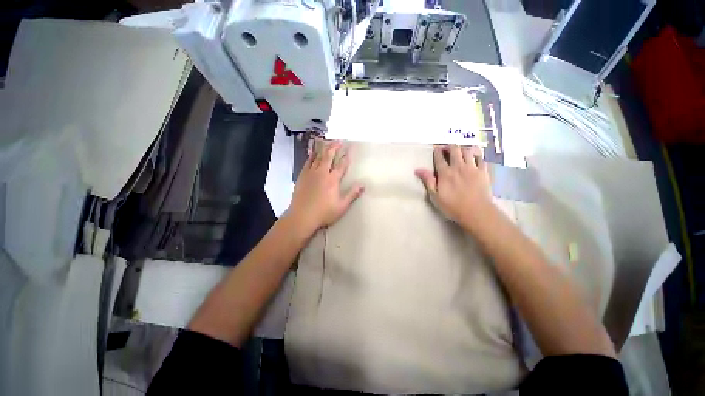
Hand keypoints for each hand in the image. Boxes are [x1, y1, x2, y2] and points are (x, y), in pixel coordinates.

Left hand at [287, 140, 364, 234]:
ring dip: (324, 148)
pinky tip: (313, 152)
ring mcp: (311, 173)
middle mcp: (322, 173)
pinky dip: (311, 155)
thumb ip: (352, 194)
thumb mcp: (342, 206)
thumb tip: (363, 184)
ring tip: (328, 142)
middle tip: (339, 141)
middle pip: (329, 157)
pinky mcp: (302, 176)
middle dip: (335, 147)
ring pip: (318, 157)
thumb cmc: (324, 213)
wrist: (302, 216)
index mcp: (333, 180)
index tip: (351, 149)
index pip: (342, 165)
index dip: (347, 156)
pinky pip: (308, 162)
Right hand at [415, 145, 493, 228]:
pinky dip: (476, 155)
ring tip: (460, 152)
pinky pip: (480, 158)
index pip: (439, 157)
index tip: (436, 149)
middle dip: (450, 147)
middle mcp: (458, 166)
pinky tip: (474, 157)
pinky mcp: (483, 171)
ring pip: (468, 151)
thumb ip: (428, 181)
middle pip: (454, 150)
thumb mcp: (435, 195)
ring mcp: (472, 168)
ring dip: (462, 149)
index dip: (437, 151)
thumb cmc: (452, 205)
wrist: (476, 211)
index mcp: (445, 172)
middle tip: (447, 149)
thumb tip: (418, 169)